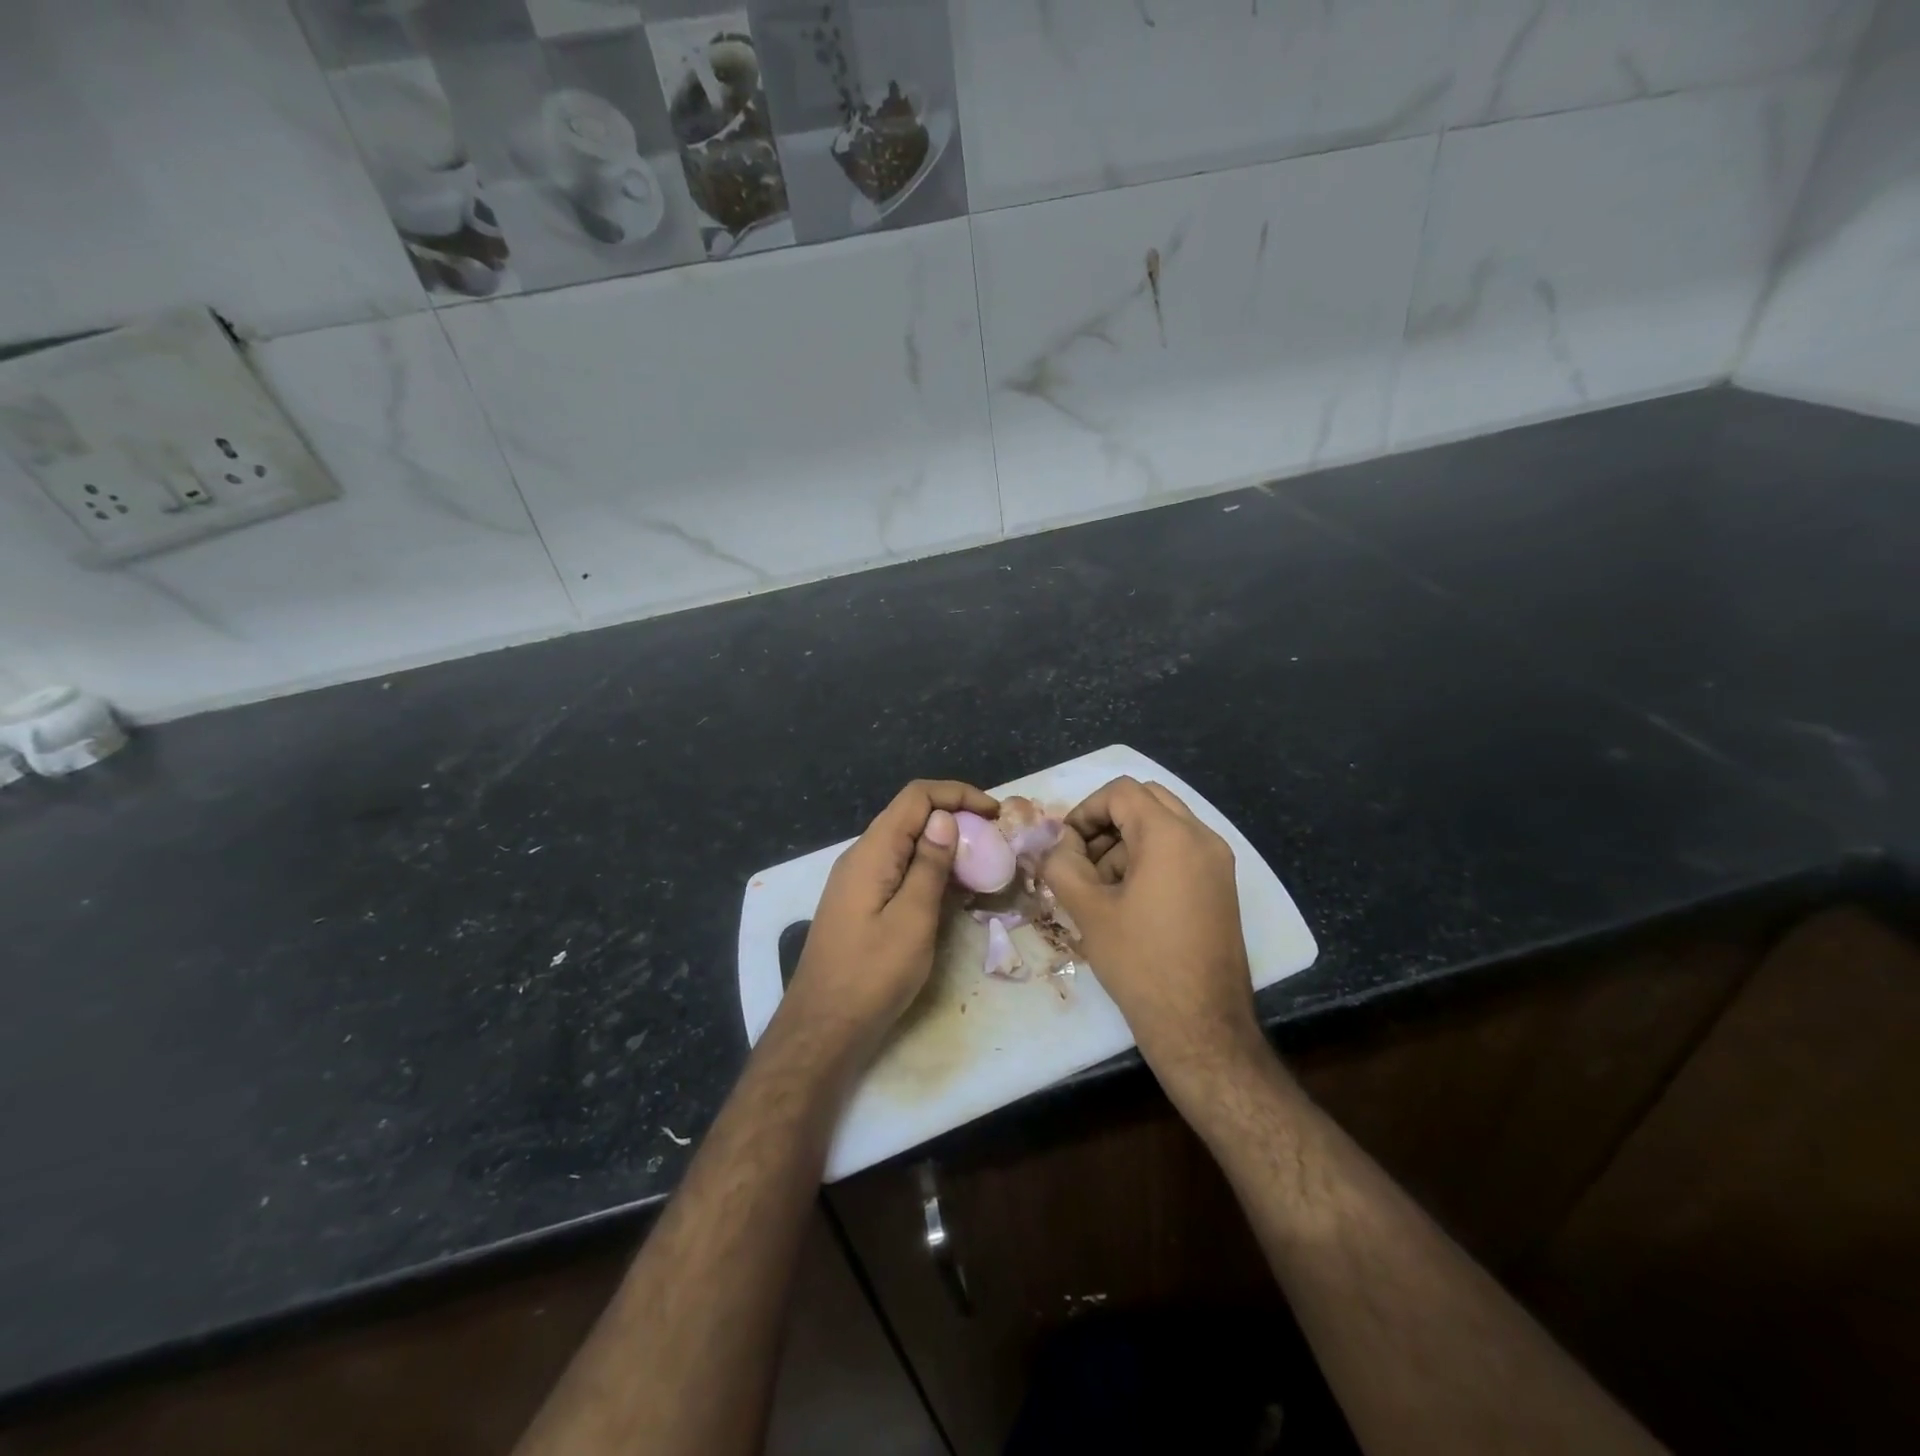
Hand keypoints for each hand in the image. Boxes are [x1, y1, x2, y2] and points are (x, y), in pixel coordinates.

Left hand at [782, 779, 997, 1064]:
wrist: (824, 1027)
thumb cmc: (872, 974)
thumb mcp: (913, 919)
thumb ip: (929, 865)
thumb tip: (945, 818)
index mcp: (873, 851)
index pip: (916, 797)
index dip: (958, 794)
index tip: (995, 814)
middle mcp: (862, 855)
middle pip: (911, 815)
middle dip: (956, 817)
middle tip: (995, 840)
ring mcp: (859, 879)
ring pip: (906, 843)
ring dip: (945, 846)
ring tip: (983, 864)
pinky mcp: (861, 902)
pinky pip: (899, 869)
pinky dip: (929, 869)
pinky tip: (954, 891)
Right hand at [1042, 776, 1264, 1089]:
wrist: (1201, 1026)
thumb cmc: (1140, 962)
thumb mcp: (1088, 909)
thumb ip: (1062, 864)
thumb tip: (1056, 845)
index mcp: (1171, 835)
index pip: (1121, 792)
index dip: (1085, 811)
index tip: (1065, 846)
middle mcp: (1202, 837)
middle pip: (1146, 801)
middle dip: (1107, 823)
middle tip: (1082, 859)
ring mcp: (1218, 863)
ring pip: (1164, 826)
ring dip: (1127, 843)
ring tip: (1101, 889)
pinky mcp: (1221, 887)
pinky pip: (1180, 851)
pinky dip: (1150, 859)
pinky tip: (1129, 901)